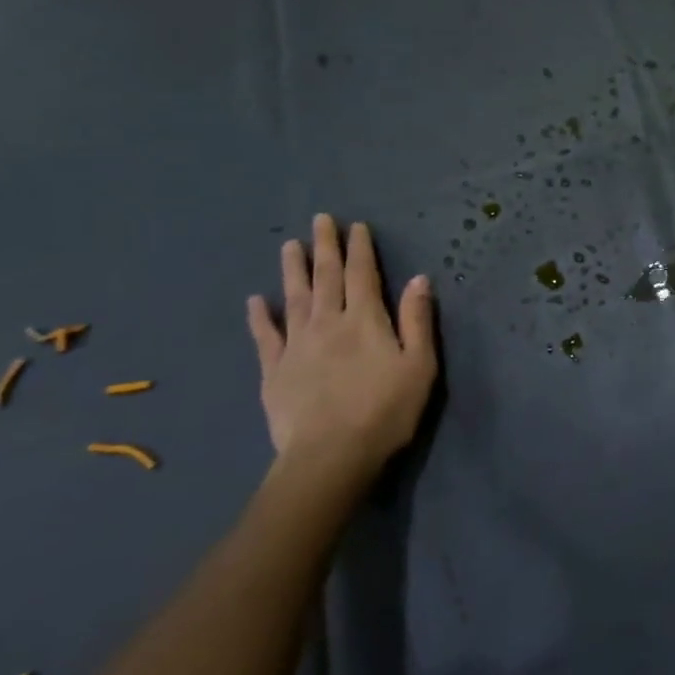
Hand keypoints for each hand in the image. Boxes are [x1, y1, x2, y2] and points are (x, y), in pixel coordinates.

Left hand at [247, 214, 436, 481]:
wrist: (331, 455)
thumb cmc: (386, 410)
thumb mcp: (419, 364)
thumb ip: (417, 320)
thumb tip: (419, 278)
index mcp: (366, 320)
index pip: (362, 274)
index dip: (360, 248)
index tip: (356, 225)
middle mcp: (328, 323)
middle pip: (326, 277)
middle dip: (325, 247)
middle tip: (320, 220)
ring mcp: (297, 345)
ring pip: (294, 298)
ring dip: (293, 270)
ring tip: (289, 245)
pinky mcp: (274, 371)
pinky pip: (265, 336)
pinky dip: (260, 317)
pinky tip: (255, 301)